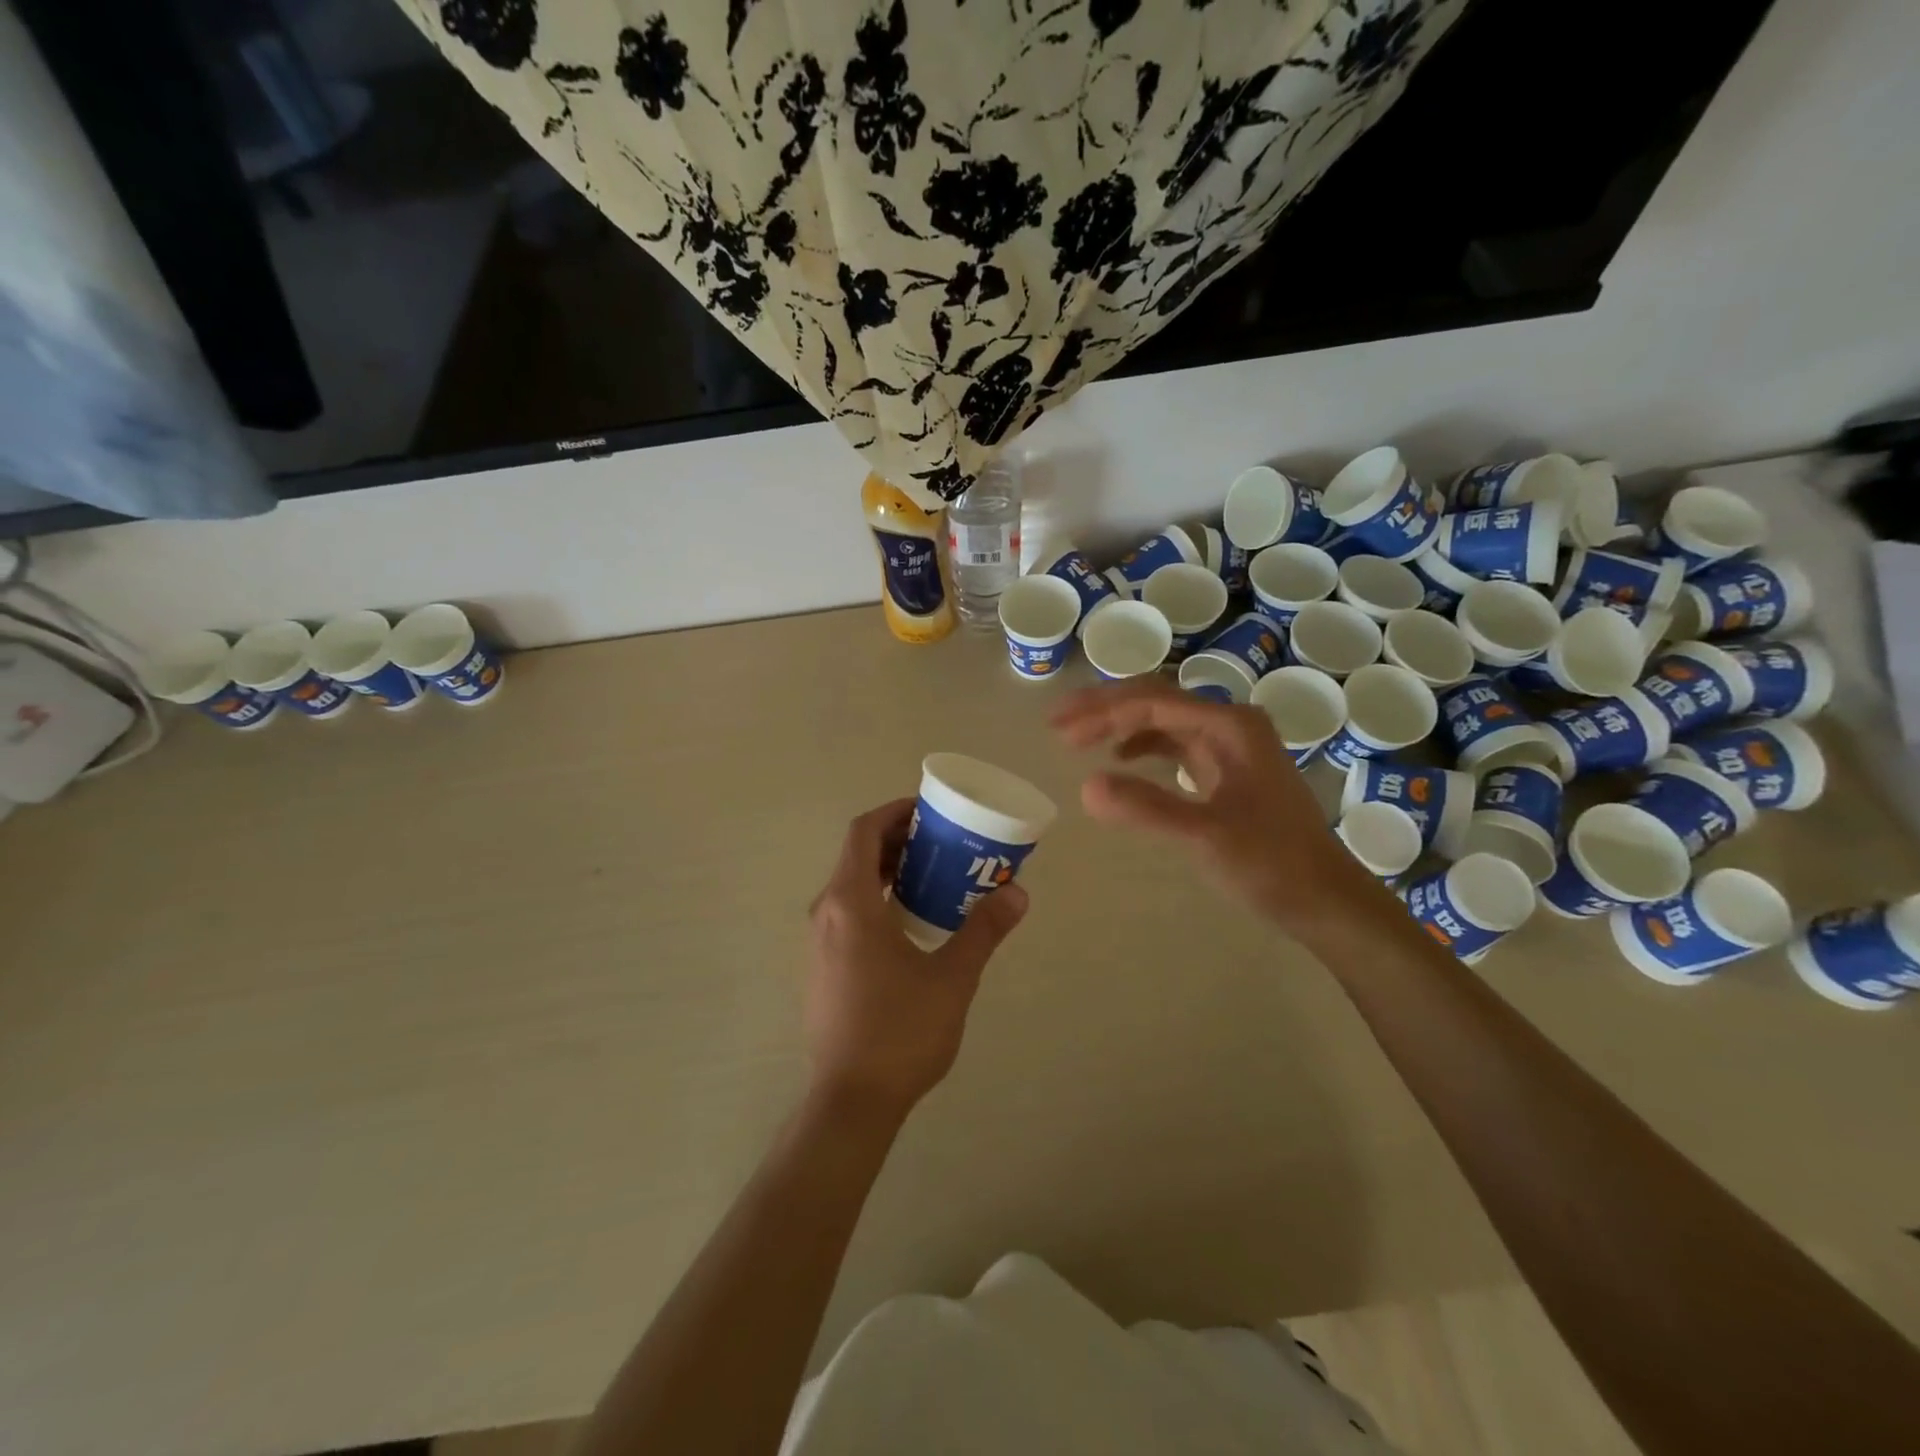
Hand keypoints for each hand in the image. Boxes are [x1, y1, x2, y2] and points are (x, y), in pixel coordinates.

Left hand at [804, 800, 1027, 1120]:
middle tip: (942, 844)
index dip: (894, 813)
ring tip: (933, 878)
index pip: (863, 832)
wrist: (851, 1101)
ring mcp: (819, 942)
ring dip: (887, 872)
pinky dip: (876, 899)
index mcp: (850, 903)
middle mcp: (826, 913)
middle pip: (857, 855)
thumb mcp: (952, 977)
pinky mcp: (822, 967)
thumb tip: (1018, 893)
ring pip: (851, 885)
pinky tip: (910, 924)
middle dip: (897, 841)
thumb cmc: (900, 1031)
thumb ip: (984, 930)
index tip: (928, 813)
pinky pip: (847, 913)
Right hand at [1051, 678, 1388, 936]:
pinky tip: (1122, 758)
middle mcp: (1230, 724)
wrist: (1324, 898)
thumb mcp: (1205, 836)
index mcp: (1230, 726)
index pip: (1152, 702)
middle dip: (1105, 708)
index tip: (1059, 732)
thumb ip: (1146, 808)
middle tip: (1058, 723)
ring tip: (1078, 738)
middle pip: (1156, 700)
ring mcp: (1231, 747)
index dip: (1101, 713)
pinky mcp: (1227, 770)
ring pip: (1164, 719)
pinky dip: (1143, 745)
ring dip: (1120, 724)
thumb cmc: (1271, 864)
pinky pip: (1175, 743)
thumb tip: (1085, 787)